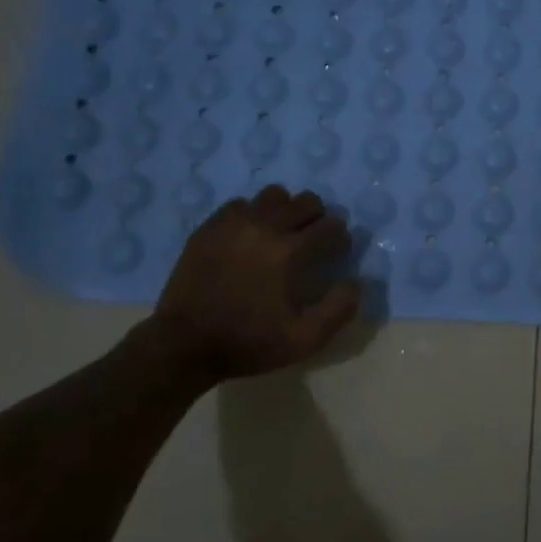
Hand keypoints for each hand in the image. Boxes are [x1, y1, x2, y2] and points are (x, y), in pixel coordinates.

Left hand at [149, 186, 360, 382]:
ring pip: (273, 195)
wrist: (184, 346)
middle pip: (306, 201)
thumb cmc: (248, 344)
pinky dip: (252, 214)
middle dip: (319, 218)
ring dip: (286, 210)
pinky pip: (240, 205)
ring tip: (282, 233)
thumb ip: (338, 309)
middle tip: (313, 241)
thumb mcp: (304, 340)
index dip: (341, 239)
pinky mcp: (209, 228)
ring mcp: (233, 224)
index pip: (331, 227)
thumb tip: (356, 282)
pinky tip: (250, 236)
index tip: (338, 253)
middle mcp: (265, 227)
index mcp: (290, 252)